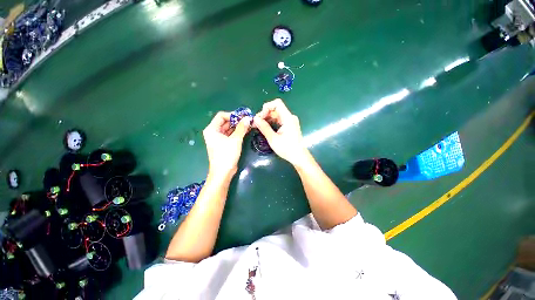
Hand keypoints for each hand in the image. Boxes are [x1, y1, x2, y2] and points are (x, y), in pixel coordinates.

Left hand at [203, 112, 250, 179]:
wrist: (223, 173)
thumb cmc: (227, 155)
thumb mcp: (235, 140)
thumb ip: (241, 128)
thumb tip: (248, 118)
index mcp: (212, 129)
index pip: (222, 116)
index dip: (233, 115)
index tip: (244, 117)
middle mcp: (214, 132)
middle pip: (225, 122)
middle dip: (237, 121)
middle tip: (248, 120)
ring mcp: (218, 139)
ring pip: (229, 128)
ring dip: (238, 127)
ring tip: (249, 125)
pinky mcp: (223, 144)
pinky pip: (230, 135)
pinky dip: (237, 133)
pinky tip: (246, 131)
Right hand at [254, 99, 309, 166]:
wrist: (299, 157)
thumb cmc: (287, 149)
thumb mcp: (273, 139)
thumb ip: (264, 127)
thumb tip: (255, 119)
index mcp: (288, 118)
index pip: (277, 103)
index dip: (267, 107)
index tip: (260, 116)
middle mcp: (290, 117)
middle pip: (275, 109)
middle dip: (265, 114)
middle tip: (256, 123)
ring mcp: (290, 121)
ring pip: (276, 115)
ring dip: (267, 118)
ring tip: (258, 126)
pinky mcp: (289, 126)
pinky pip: (279, 120)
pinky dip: (271, 122)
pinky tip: (265, 127)